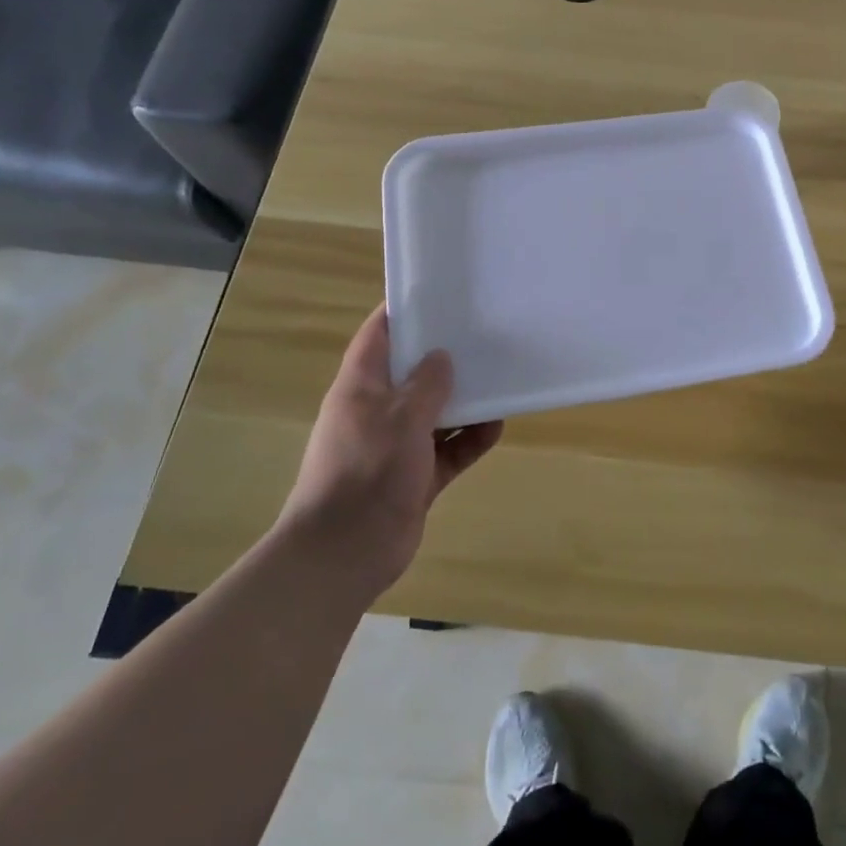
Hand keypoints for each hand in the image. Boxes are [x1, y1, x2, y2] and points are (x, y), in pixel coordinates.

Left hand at [279, 306, 502, 589]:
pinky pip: (449, 449)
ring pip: (436, 411)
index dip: (403, 311)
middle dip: (444, 357)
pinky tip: (497, 426)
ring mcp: (397, 445)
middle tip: (484, 334)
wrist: (346, 552)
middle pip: (412, 372)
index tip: (438, 293)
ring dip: (464, 400)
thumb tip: (442, 357)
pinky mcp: (415, 476)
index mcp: (360, 387)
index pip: (378, 335)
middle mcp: (377, 410)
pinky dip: (470, 438)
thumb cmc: (367, 471)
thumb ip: (426, 384)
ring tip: (499, 379)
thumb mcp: (401, 418)